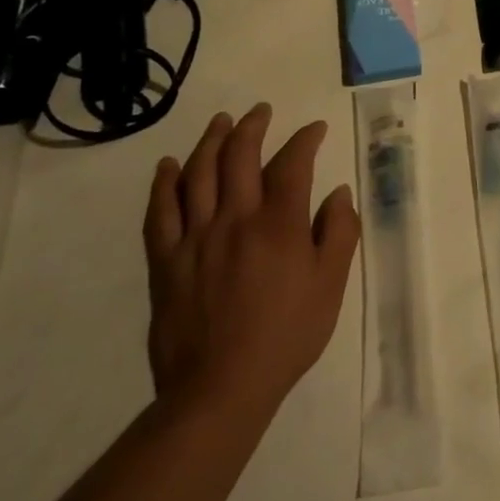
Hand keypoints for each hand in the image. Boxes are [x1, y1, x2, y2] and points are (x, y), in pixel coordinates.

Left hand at [144, 105, 360, 417]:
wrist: (220, 389)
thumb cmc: (286, 335)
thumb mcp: (331, 286)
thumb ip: (339, 233)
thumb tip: (338, 193)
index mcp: (279, 224)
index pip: (293, 163)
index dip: (305, 139)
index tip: (315, 129)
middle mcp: (235, 218)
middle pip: (240, 156)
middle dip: (253, 126)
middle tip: (260, 111)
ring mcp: (195, 237)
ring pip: (199, 173)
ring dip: (210, 141)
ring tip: (221, 122)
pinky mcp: (165, 260)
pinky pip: (160, 212)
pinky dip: (163, 183)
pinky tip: (169, 166)